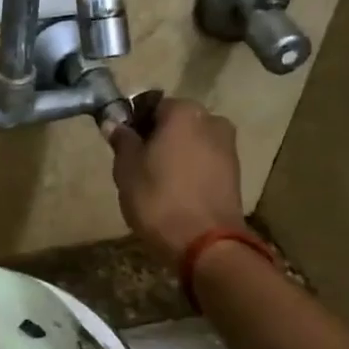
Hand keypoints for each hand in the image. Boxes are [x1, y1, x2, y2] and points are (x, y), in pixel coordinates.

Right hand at [109, 97, 248, 266]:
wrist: (205, 244)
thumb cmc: (158, 199)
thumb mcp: (126, 169)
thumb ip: (122, 140)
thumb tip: (113, 122)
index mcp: (184, 111)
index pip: (151, 104)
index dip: (133, 121)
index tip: (122, 143)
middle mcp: (212, 120)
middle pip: (175, 122)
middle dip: (156, 137)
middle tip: (136, 164)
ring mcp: (228, 147)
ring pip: (191, 142)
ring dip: (174, 154)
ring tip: (155, 182)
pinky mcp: (235, 173)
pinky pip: (204, 162)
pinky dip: (190, 170)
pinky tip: (175, 192)